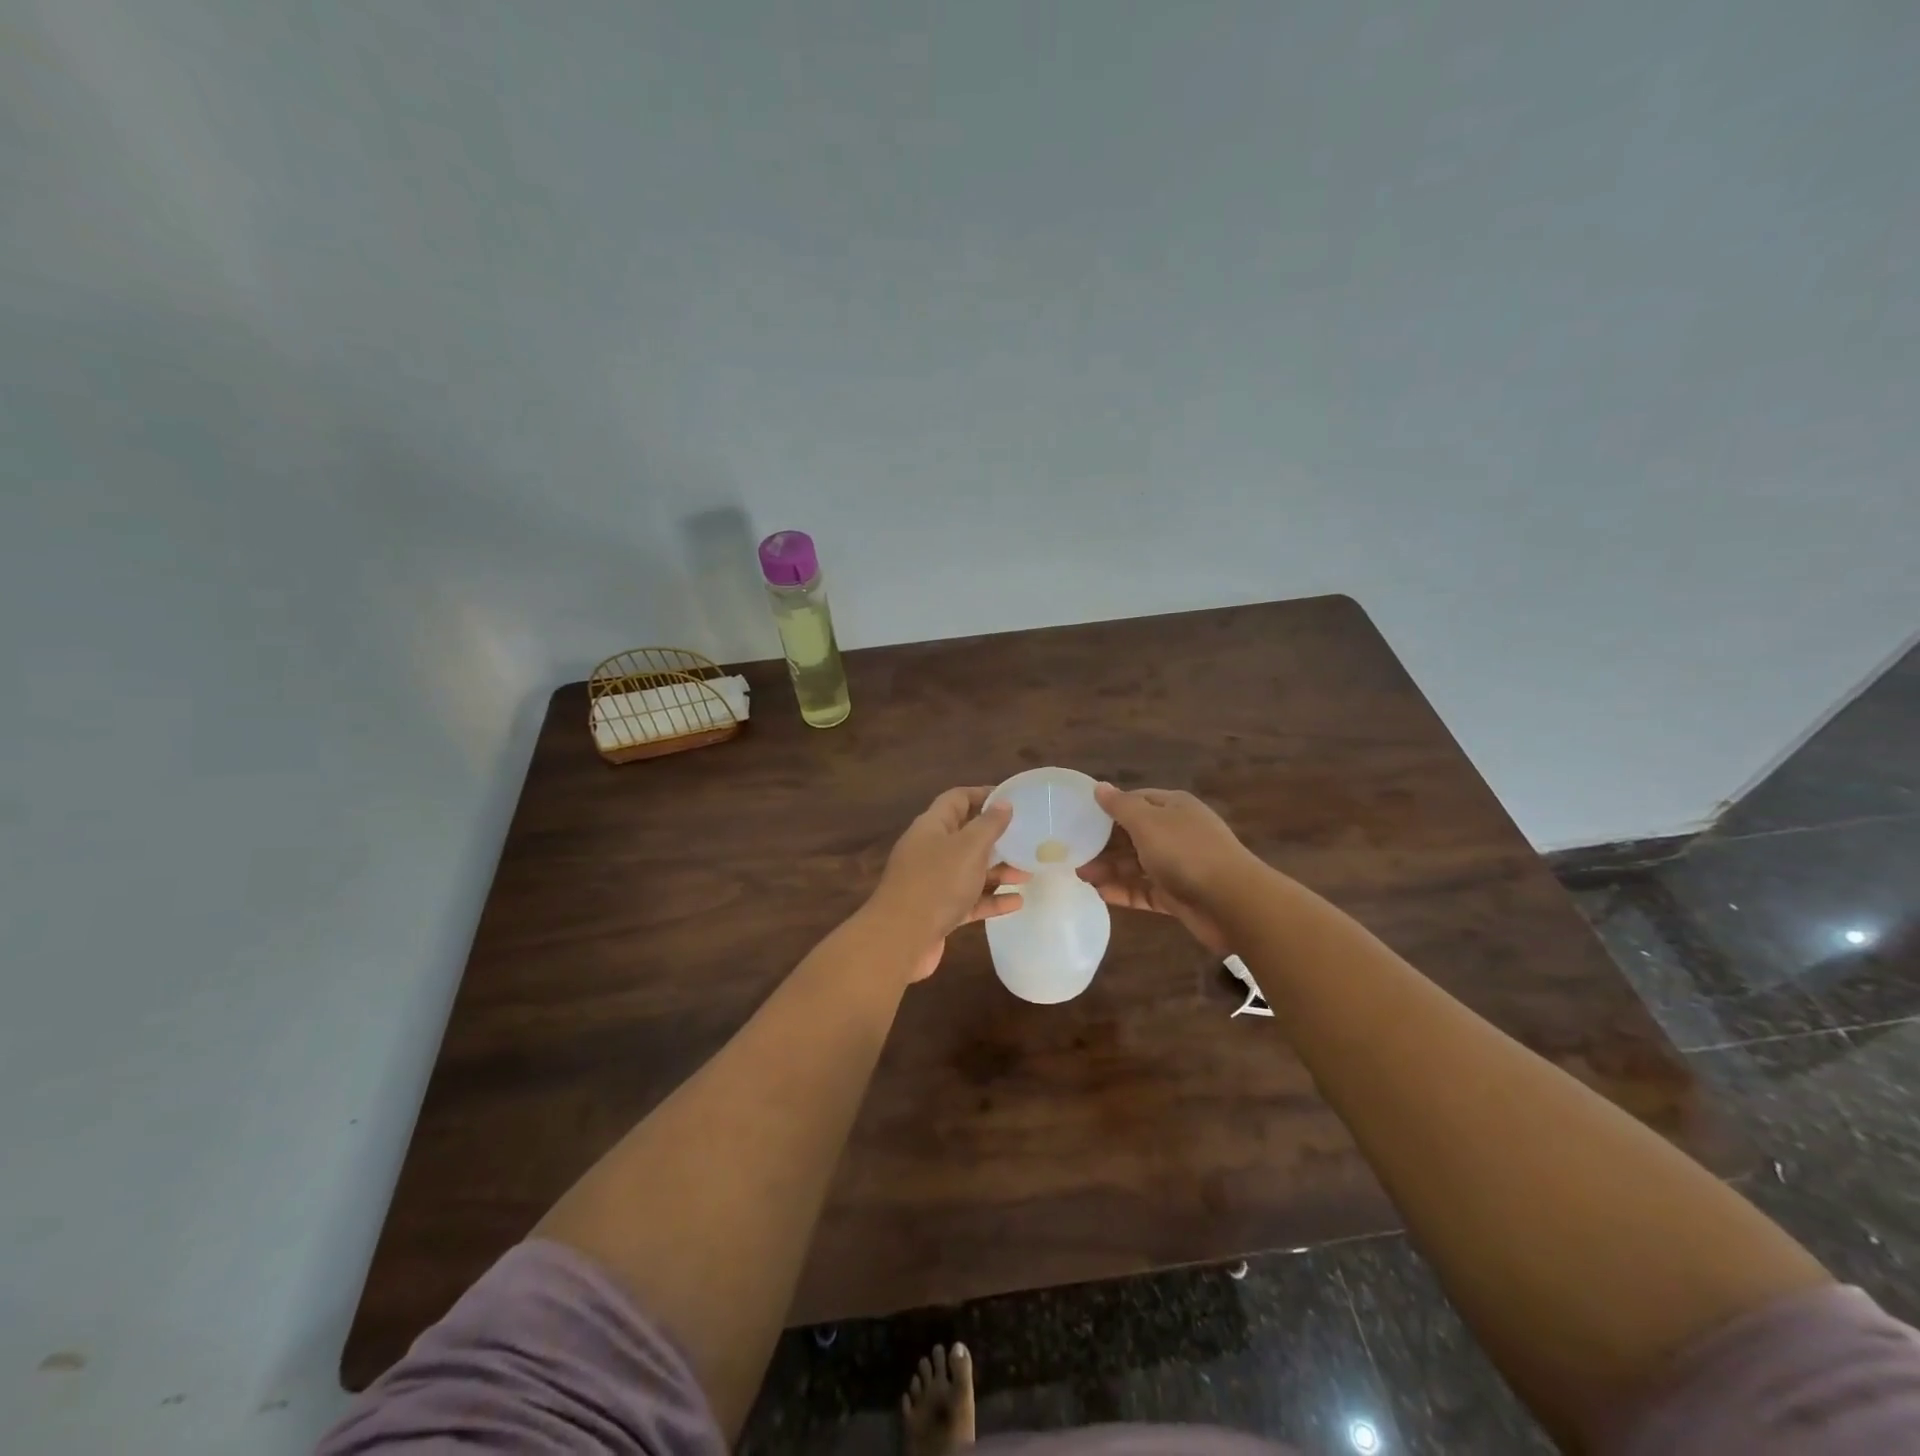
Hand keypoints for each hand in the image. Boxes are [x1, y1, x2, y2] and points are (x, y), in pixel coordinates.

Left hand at [866, 787, 1027, 982]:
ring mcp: (932, 882)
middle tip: (1027, 840)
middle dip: (996, 838)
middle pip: (965, 836)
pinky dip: (990, 899)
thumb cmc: (937, 883)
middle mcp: (929, 850)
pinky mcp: (937, 911)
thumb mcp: (968, 848)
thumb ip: (988, 825)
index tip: (1013, 800)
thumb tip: (1003, 803)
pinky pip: (969, 900)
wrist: (900, 939)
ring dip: (997, 871)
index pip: (957, 799)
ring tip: (1028, 873)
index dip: (983, 795)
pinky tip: (1017, 902)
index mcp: (932, 826)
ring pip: (969, 870)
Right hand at [1076, 784, 1256, 955]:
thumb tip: (1099, 786)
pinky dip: (1124, 891)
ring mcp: (1178, 866)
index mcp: (1173, 807)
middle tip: (1073, 854)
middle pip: (1133, 834)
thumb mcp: (1147, 822)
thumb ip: (1120, 806)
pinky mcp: (1178, 896)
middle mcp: (1176, 833)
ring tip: (1080, 876)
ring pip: (1136, 864)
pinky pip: (1145, 890)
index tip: (1079, 820)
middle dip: (1104, 844)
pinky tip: (1100, 894)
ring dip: (1109, 869)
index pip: (1135, 801)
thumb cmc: (1186, 853)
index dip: (1108, 809)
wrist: (1232, 903)